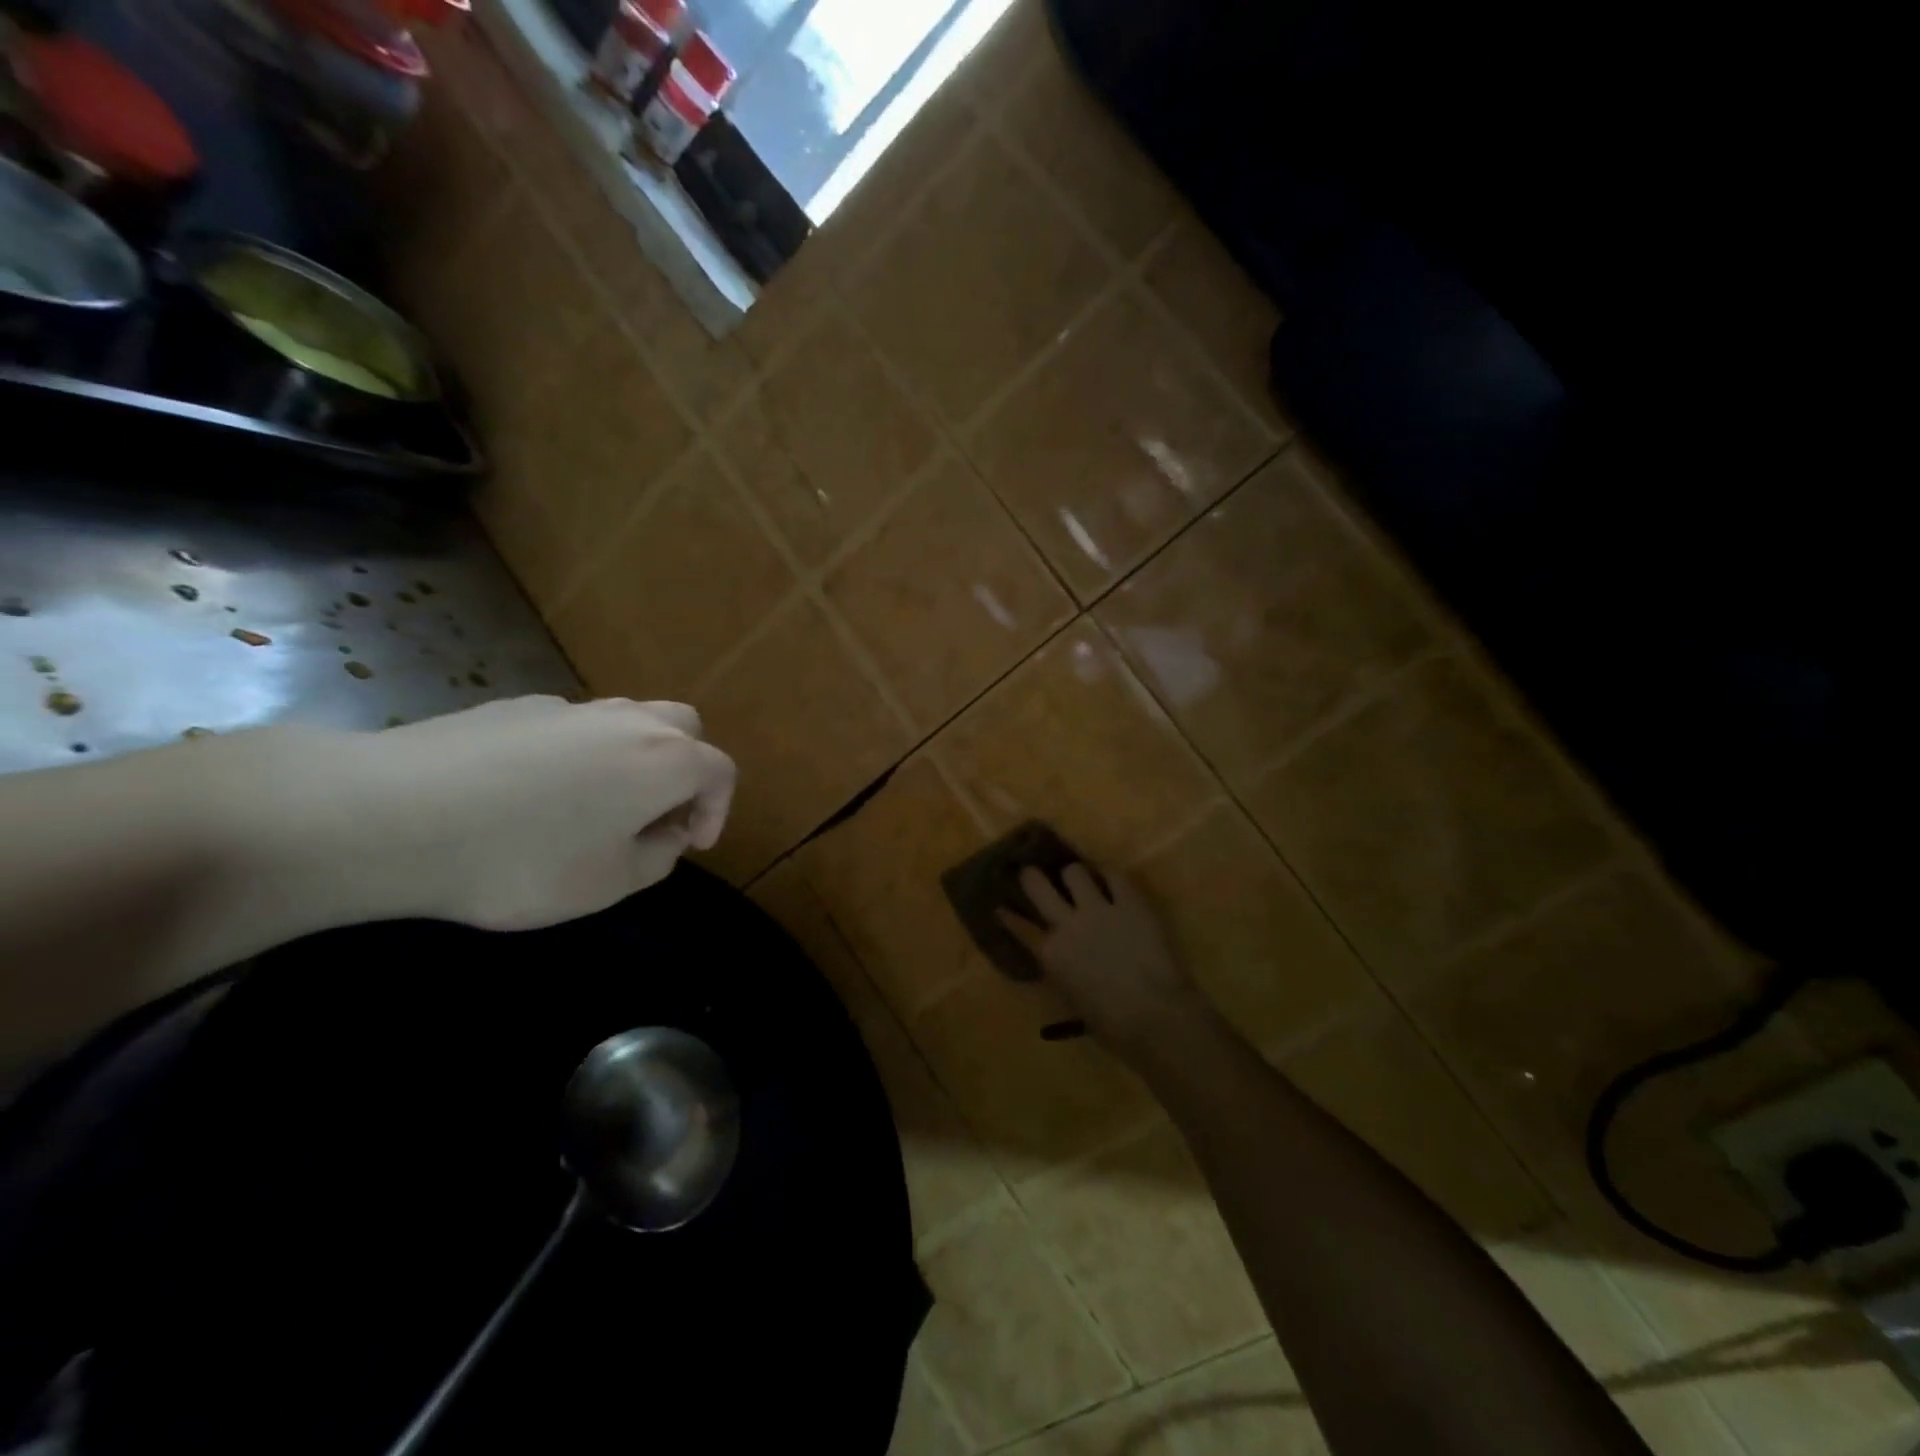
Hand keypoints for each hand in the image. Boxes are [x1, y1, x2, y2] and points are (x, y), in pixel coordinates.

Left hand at [239, 696, 734, 932]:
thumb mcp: (608, 883)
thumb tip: (663, 833)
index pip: (720, 771)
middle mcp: (627, 721)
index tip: (691, 846)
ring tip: (596, 808)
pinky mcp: (516, 707)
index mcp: (664, 760)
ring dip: (634, 760)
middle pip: (683, 729)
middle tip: (657, 816)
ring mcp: (570, 708)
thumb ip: (657, 857)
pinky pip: (572, 726)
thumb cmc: (521, 858)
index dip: (718, 809)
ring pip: (628, 721)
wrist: (391, 813)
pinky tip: (532, 795)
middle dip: (685, 771)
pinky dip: (579, 754)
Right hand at [999, 864, 1209, 1064]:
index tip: (1001, 906)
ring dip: (1074, 874)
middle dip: (1031, 876)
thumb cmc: (1112, 1024)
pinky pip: (1115, 875)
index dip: (1008, 914)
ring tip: (1079, 878)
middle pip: (1036, 884)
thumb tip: (1060, 960)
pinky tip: (1108, 876)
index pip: (1018, 925)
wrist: (1155, 1017)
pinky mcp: (1130, 902)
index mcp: (1050, 955)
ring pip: (1074, 871)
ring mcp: (1098, 909)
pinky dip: (1108, 874)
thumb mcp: (1072, 1000)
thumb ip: (1061, 972)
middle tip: (1034, 874)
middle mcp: (1066, 924)